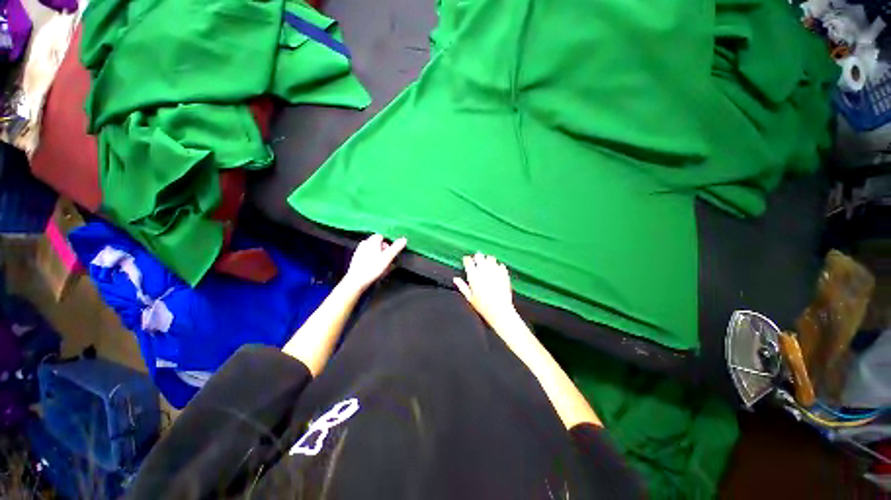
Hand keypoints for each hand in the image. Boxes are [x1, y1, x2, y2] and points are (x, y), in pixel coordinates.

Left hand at [343, 234, 406, 291]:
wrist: (357, 280)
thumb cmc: (372, 268)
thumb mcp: (388, 257)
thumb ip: (396, 247)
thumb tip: (404, 239)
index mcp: (372, 241)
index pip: (382, 236)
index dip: (388, 244)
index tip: (391, 252)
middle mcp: (364, 243)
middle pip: (378, 244)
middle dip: (384, 251)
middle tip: (388, 261)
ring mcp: (359, 251)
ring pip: (373, 251)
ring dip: (379, 257)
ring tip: (383, 267)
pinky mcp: (357, 259)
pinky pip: (368, 257)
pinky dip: (373, 261)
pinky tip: (375, 269)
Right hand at [454, 253, 517, 327]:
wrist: (500, 310)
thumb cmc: (482, 306)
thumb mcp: (469, 297)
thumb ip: (462, 286)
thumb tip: (455, 279)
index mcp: (473, 275)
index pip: (468, 261)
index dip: (467, 260)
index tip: (467, 261)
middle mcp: (483, 270)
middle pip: (479, 256)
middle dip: (477, 257)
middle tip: (477, 261)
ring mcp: (495, 271)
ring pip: (490, 258)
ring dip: (487, 260)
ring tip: (487, 265)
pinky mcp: (504, 273)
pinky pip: (500, 265)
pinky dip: (497, 266)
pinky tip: (496, 271)